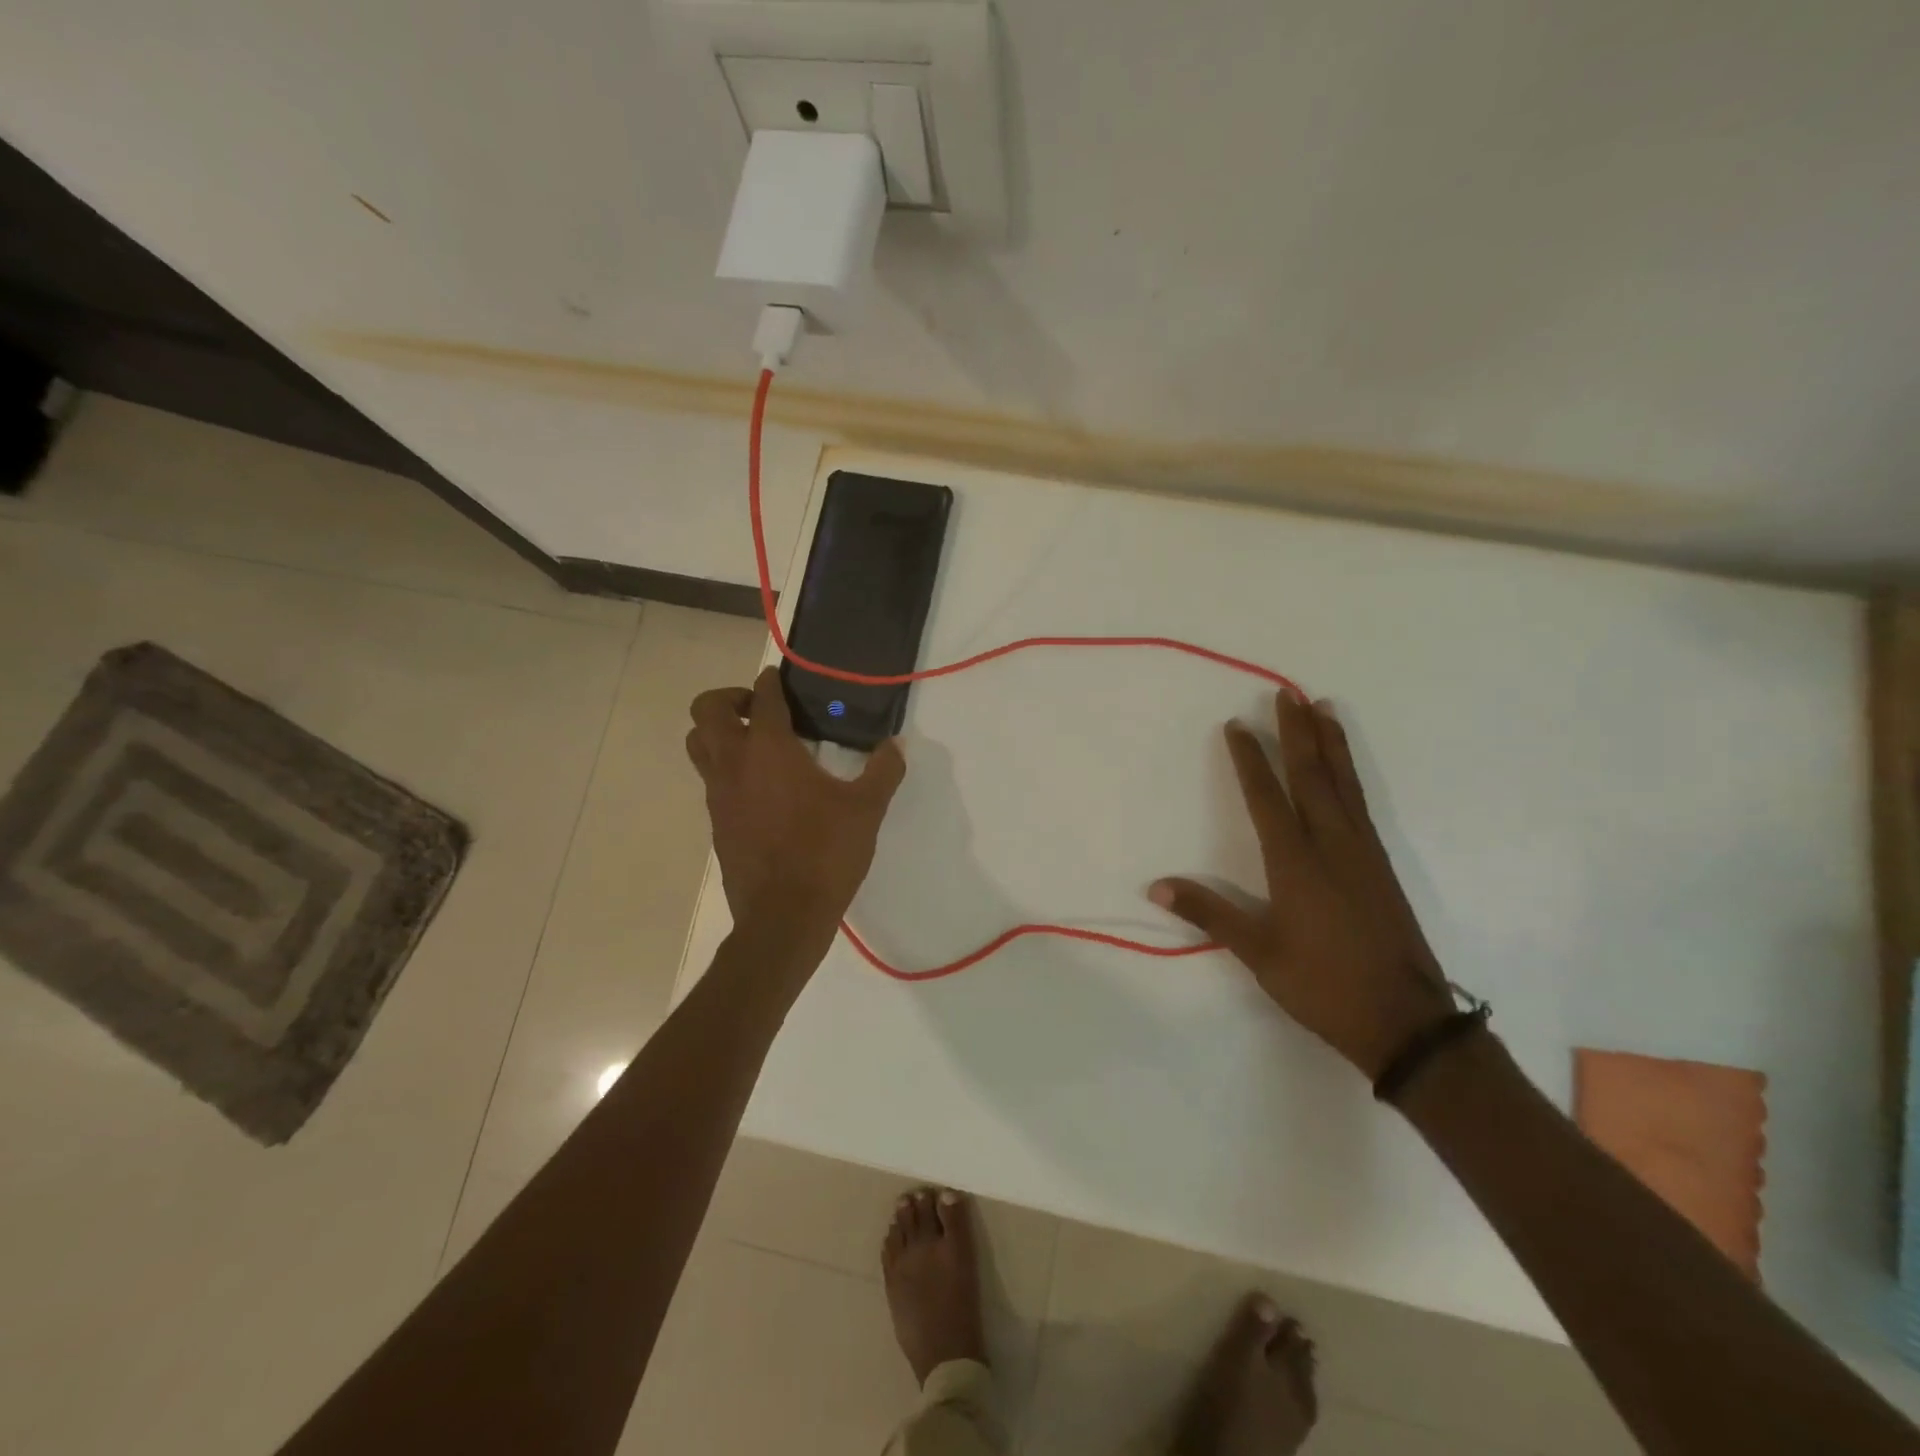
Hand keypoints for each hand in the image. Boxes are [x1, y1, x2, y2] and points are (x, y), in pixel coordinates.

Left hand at [686, 667, 905, 948]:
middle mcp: (734, 763)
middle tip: (759, 709)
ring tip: (755, 743)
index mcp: (769, 749)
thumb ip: (883, 770)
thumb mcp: (866, 809)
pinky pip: (711, 780)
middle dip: (729, 698)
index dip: (771, 681)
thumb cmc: (826, 853)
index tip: (779, 678)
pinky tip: (762, 789)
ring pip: (698, 745)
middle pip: (706, 710)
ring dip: (719, 732)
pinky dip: (727, 769)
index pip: (762, 698)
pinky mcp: (716, 823)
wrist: (783, 916)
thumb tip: (896, 745)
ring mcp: (719, 795)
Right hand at [1151, 693, 1454, 1077]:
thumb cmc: (1322, 986)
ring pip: (1343, 785)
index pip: (1267, 797)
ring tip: (1322, 708)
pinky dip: (1350, 774)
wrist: (1404, 1021)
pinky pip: (1361, 803)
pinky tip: (1346, 771)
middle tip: (1287, 694)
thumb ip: (1209, 913)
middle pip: (1311, 777)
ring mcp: (1362, 853)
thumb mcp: (1258, 953)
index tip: (1237, 725)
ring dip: (1330, 744)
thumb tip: (1157, 885)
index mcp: (1295, 863)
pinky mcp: (1381, 866)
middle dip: (1297, 733)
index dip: (1250, 760)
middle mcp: (1331, 846)